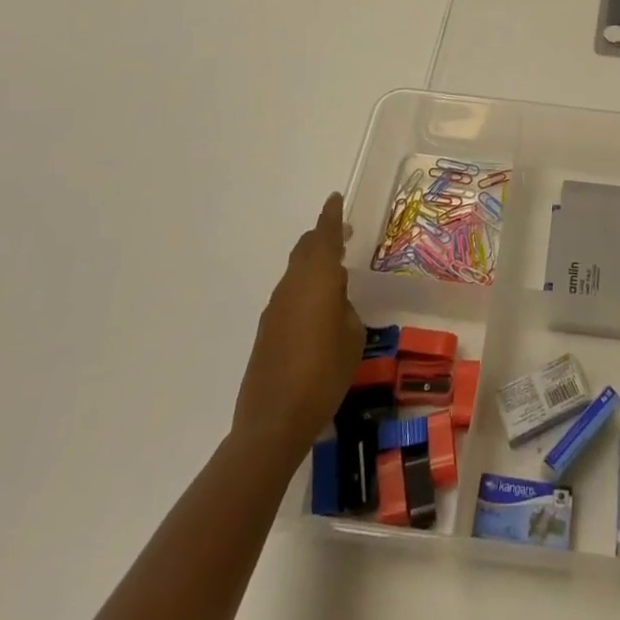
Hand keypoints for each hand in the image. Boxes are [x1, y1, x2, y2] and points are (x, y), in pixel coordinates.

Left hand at [231, 193, 364, 458]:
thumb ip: (347, 310)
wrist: (273, 421)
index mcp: (317, 279)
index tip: (336, 198)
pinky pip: (289, 295)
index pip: (325, 235)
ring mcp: (275, 308)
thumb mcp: (352, 338)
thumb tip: (337, 306)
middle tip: (342, 234)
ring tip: (334, 274)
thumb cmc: (324, 374)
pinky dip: (304, 290)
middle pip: (305, 249)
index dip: (331, 215)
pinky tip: (317, 311)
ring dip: (312, 265)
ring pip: (296, 272)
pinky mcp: (266, 331)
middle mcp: (293, 285)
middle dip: (322, 238)